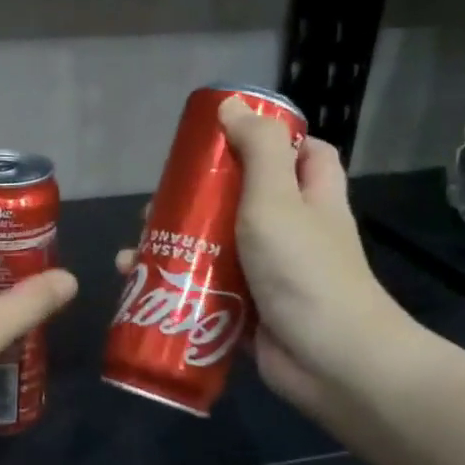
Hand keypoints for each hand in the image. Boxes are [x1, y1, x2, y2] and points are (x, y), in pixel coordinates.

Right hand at [116, 97, 417, 417]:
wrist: (329, 359)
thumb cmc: (305, 269)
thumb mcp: (278, 197)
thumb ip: (258, 148)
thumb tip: (230, 104)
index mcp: (311, 197)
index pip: (304, 153)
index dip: (270, 140)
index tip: (223, 139)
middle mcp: (293, 231)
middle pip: (242, 200)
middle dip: (197, 199)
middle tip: (157, 202)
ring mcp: (269, 273)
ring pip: (216, 247)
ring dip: (175, 245)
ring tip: (134, 248)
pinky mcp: (247, 310)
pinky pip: (206, 289)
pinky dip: (175, 285)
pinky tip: (138, 283)